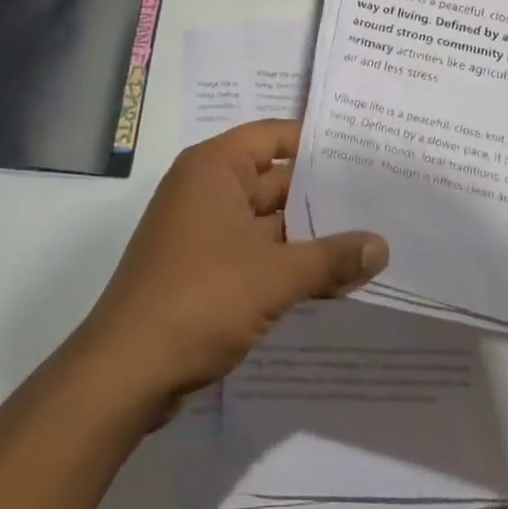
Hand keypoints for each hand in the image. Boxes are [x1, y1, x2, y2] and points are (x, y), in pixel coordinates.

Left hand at [76, 119, 387, 407]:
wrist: (126, 372)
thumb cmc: (200, 298)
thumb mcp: (274, 276)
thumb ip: (331, 257)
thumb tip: (382, 245)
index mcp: (215, 167)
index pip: (275, 136)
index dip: (317, 141)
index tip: (363, 150)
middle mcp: (207, 188)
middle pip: (274, 179)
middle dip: (321, 194)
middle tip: (379, 197)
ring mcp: (203, 230)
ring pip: (267, 221)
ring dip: (309, 235)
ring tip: (367, 239)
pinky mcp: (203, 269)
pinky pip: (255, 252)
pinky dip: (287, 262)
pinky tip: (331, 279)